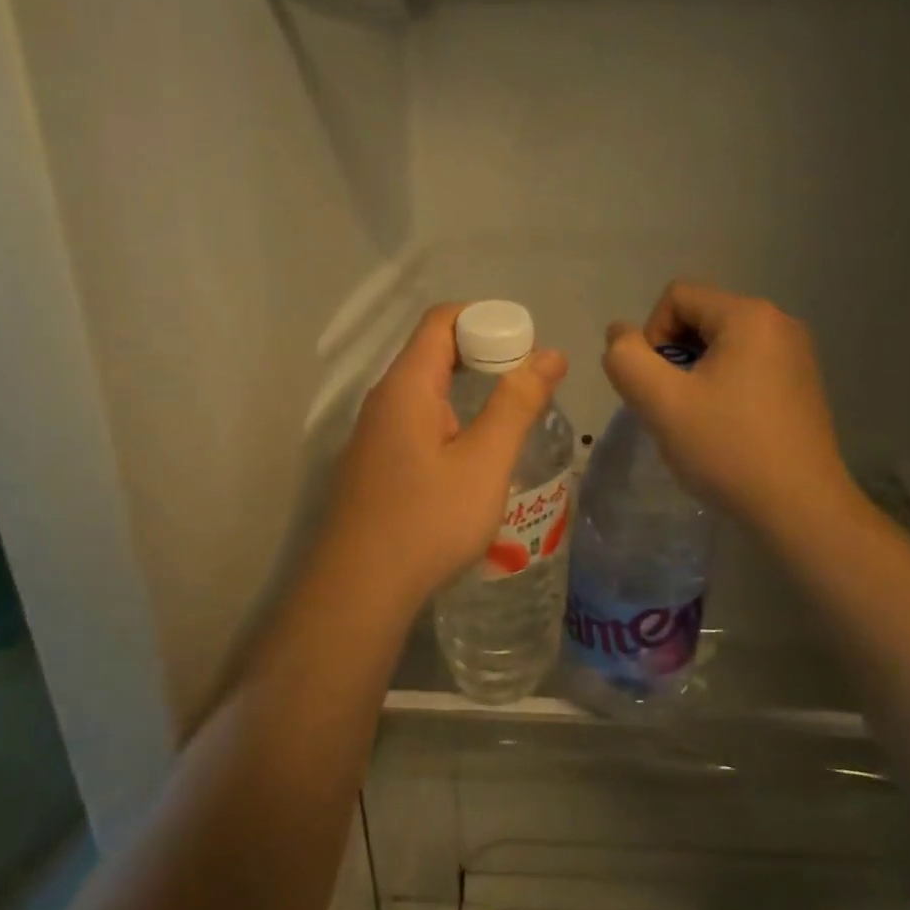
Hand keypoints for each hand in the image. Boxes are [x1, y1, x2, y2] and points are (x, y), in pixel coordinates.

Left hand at [322, 304, 566, 611]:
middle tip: (528, 381)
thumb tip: (550, 354)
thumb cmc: (427, 521)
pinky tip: (473, 455)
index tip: (526, 344)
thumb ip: (517, 403)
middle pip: (432, 352)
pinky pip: (415, 422)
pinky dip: (450, 419)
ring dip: (468, 390)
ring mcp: (373, 435)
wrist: (359, 591)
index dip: (486, 319)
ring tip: (509, 415)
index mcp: (406, 386)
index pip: (441, 320)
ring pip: (424, 391)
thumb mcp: (485, 461)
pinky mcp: (374, 465)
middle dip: (483, 354)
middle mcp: (383, 401)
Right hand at [602, 282, 863, 544]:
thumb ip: (627, 359)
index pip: (676, 297)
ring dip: (694, 377)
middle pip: (699, 318)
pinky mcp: (800, 384)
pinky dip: (722, 389)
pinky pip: (745, 368)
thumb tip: (619, 334)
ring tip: (696, 422)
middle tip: (673, 409)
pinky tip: (724, 430)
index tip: (657, 386)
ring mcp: (796, 354)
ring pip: (720, 347)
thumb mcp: (662, 403)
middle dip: (673, 358)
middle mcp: (778, 323)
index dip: (651, 337)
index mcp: (749, 316)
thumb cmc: (728, 450)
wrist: (800, 509)